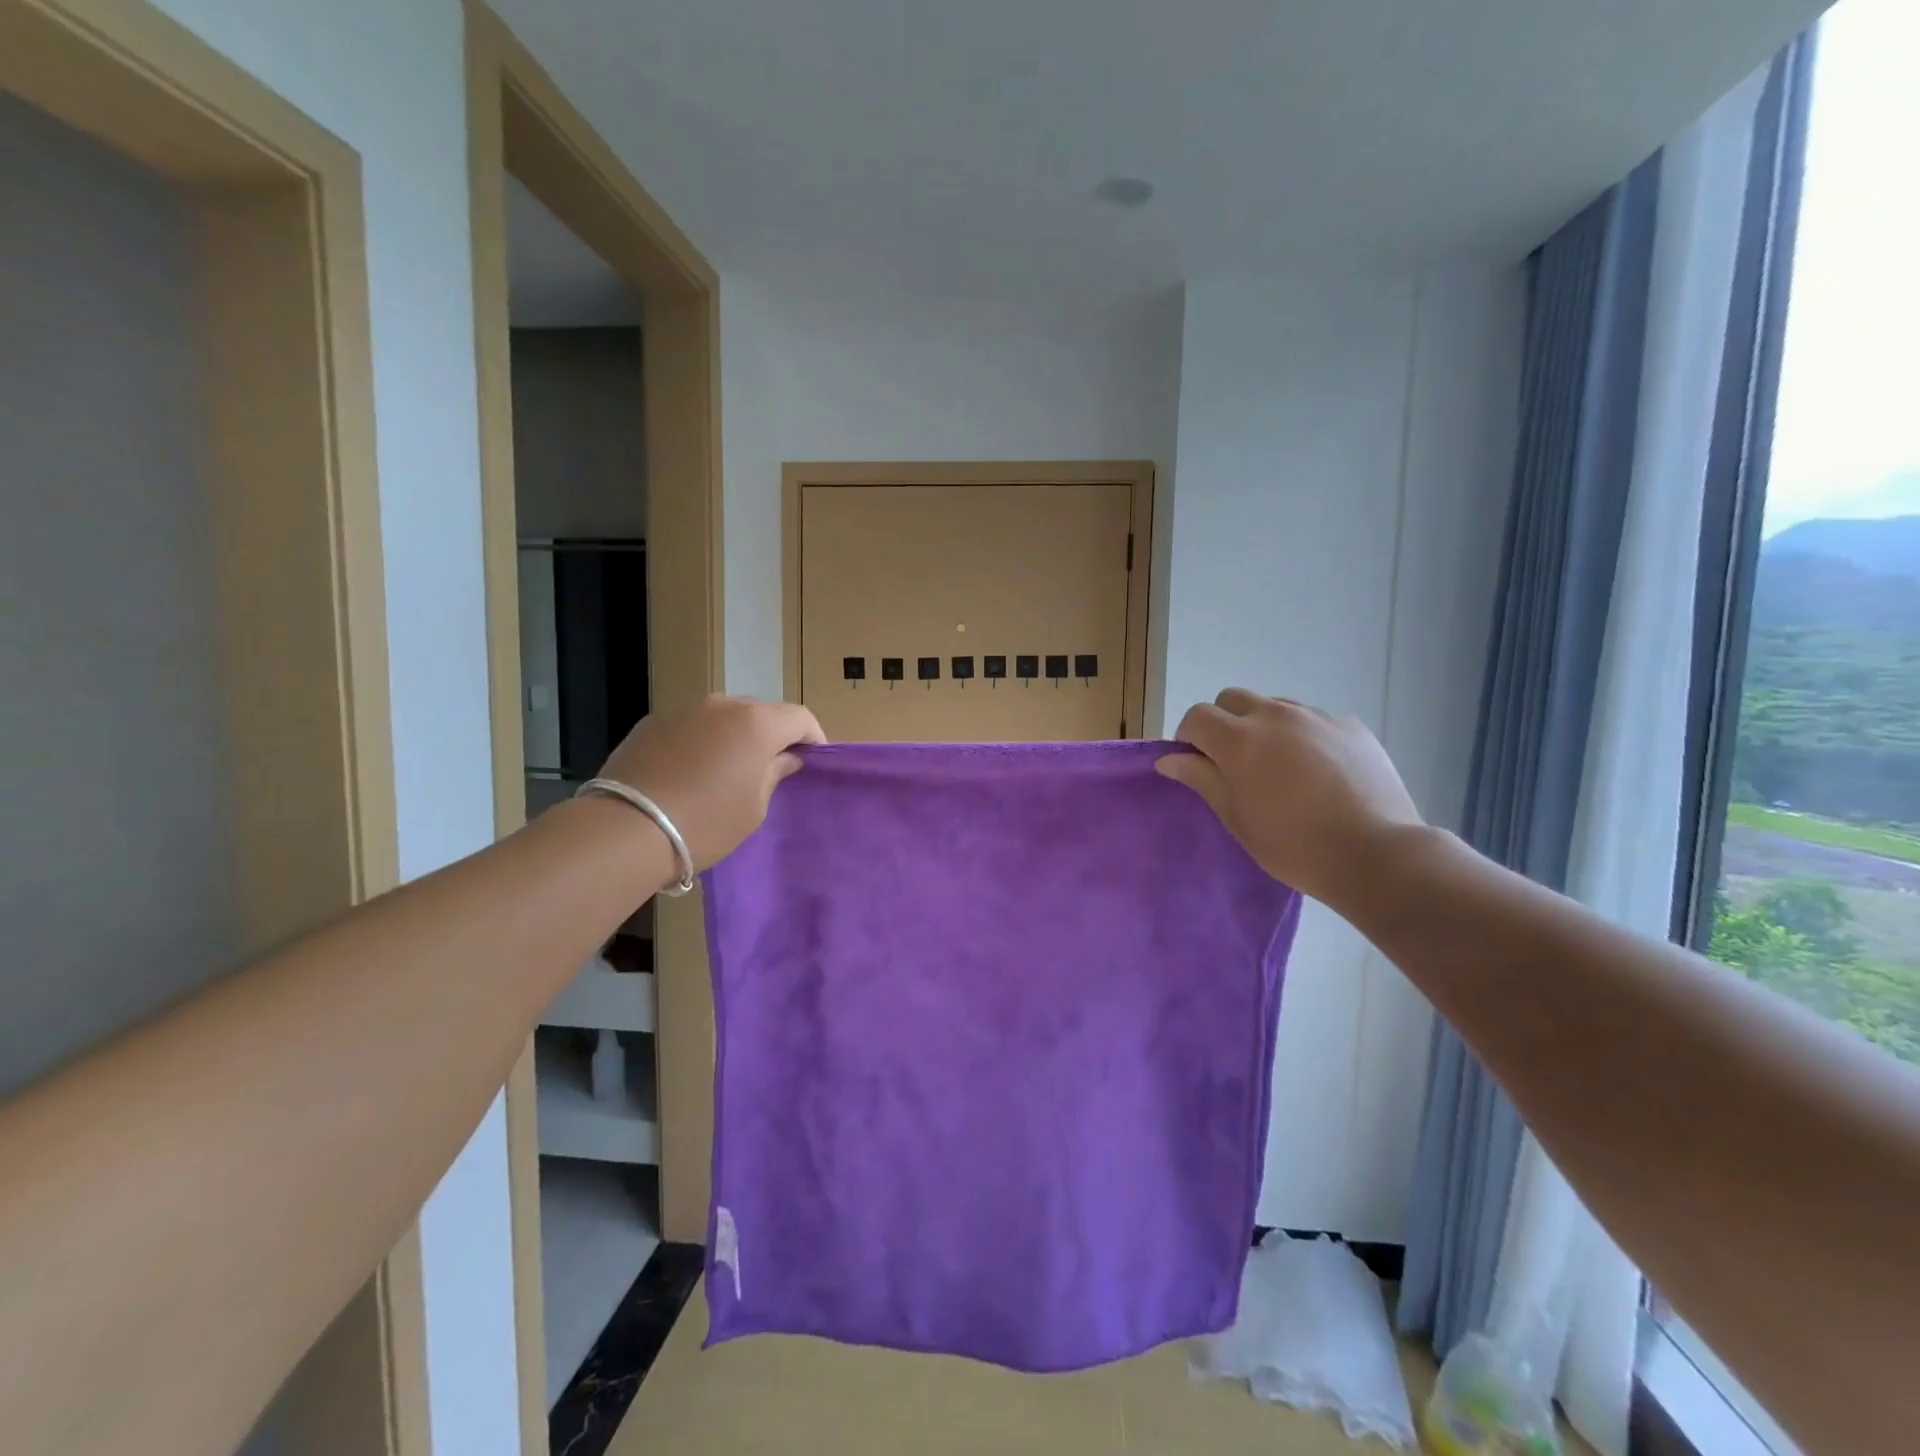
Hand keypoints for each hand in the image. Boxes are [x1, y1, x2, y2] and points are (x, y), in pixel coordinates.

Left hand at [597, 695, 825, 869]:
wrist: (626, 829)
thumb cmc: (706, 822)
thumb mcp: (754, 808)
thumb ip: (774, 773)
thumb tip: (785, 756)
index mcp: (757, 723)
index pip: (800, 717)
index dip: (813, 737)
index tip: (813, 760)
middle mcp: (723, 705)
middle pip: (762, 712)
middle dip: (773, 735)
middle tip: (772, 768)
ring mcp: (685, 709)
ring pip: (724, 717)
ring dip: (735, 736)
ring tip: (728, 770)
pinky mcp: (653, 722)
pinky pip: (692, 726)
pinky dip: (702, 741)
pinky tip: (692, 771)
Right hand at [1157, 689, 1422, 908]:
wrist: (1375, 854)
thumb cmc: (1292, 844)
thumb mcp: (1235, 817)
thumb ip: (1201, 779)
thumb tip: (1169, 758)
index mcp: (1239, 739)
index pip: (1197, 716)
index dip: (1189, 738)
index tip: (1197, 765)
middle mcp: (1276, 715)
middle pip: (1233, 699)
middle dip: (1224, 723)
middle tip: (1235, 763)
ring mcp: (1317, 717)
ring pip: (1275, 706)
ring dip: (1264, 727)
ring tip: (1280, 768)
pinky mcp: (1351, 726)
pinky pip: (1313, 720)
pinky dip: (1303, 736)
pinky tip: (1319, 772)